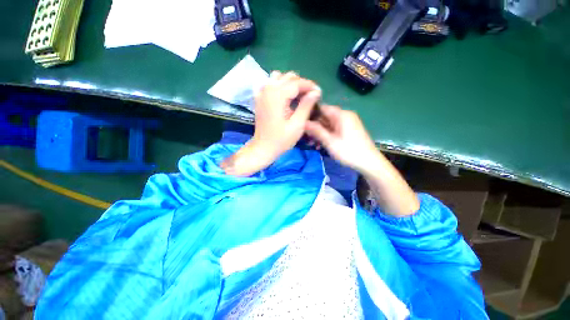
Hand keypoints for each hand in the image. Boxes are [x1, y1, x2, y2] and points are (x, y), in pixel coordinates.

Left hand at [222, 71, 320, 175]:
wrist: (263, 148)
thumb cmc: (281, 139)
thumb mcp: (297, 125)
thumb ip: (306, 106)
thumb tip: (316, 91)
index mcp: (277, 95)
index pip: (297, 82)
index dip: (310, 86)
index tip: (319, 93)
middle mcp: (268, 89)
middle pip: (288, 77)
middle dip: (301, 84)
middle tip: (309, 97)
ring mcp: (262, 93)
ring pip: (279, 77)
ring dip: (290, 84)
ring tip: (298, 96)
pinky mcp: (259, 98)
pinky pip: (270, 84)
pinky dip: (279, 86)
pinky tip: (284, 97)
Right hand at [304, 105, 380, 174]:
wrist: (369, 163)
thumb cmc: (349, 151)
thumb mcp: (330, 141)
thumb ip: (316, 130)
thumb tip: (303, 122)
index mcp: (341, 115)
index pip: (322, 108)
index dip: (310, 114)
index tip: (301, 123)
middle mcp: (345, 116)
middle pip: (325, 117)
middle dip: (314, 126)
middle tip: (305, 137)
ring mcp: (347, 123)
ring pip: (328, 124)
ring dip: (319, 133)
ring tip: (311, 143)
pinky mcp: (348, 131)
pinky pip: (334, 130)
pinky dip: (326, 135)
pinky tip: (320, 145)